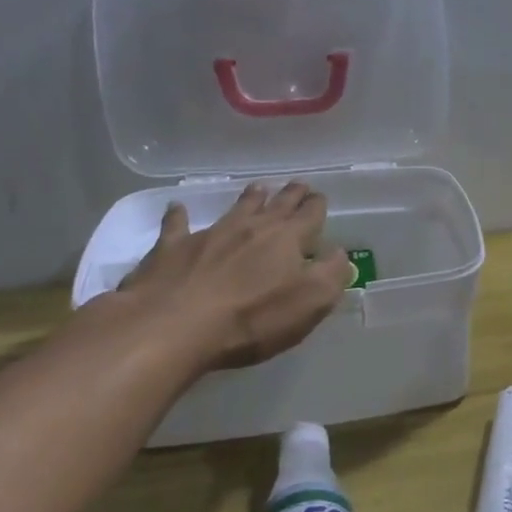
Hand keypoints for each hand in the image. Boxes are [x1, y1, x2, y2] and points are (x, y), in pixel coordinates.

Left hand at [114, 182, 350, 380]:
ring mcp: (210, 234)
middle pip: (276, 205)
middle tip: (298, 185)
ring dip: (249, 198)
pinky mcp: (172, 248)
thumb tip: (339, 253)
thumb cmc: (252, 318)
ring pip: (236, 208)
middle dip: (290, 195)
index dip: (317, 206)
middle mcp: (251, 227)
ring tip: (258, 188)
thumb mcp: (311, 302)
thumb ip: (332, 274)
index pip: (309, 215)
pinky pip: (177, 224)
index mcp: (287, 239)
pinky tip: (177, 208)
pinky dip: (178, 215)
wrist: (173, 326)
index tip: (320, 198)